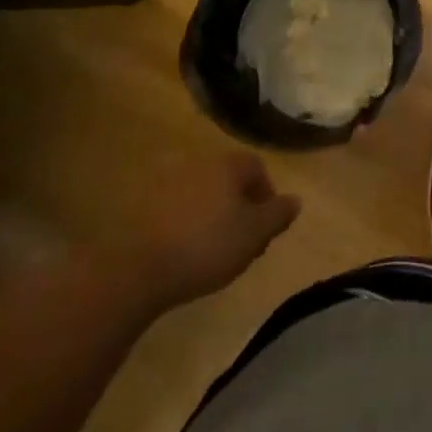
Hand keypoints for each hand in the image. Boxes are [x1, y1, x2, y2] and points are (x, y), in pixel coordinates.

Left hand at [135, 153, 300, 304]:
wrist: (136, 268)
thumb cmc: (206, 246)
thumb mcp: (254, 234)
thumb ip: (278, 214)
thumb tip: (295, 200)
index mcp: (227, 164)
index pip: (257, 169)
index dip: (266, 197)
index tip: (265, 230)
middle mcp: (198, 162)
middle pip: (228, 180)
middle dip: (239, 207)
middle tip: (242, 243)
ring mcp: (166, 181)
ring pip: (202, 194)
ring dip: (211, 215)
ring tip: (212, 250)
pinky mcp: (141, 204)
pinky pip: (175, 208)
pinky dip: (185, 223)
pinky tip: (184, 250)